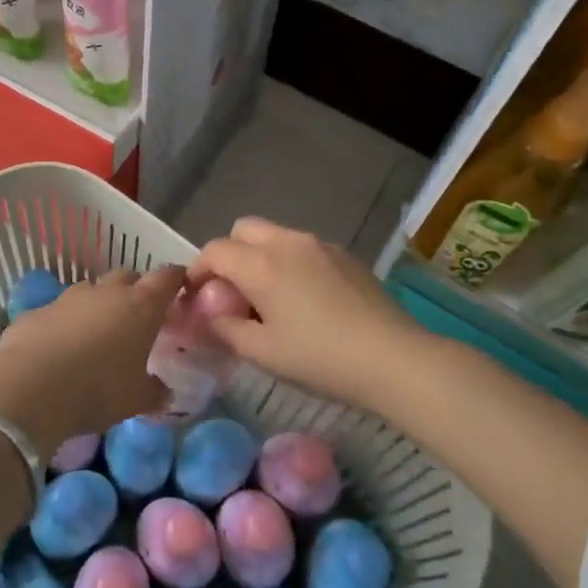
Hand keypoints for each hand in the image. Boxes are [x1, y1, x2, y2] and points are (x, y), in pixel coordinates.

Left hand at [0, 267, 184, 453]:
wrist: (30, 389)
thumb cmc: (98, 389)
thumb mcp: (136, 399)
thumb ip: (155, 391)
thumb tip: (164, 392)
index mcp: (141, 305)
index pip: (167, 277)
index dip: (175, 279)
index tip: (180, 288)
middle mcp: (106, 292)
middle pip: (128, 277)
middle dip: (136, 290)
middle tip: (139, 316)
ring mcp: (68, 297)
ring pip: (91, 291)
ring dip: (98, 305)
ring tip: (98, 333)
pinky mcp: (37, 310)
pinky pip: (59, 311)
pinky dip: (65, 323)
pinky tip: (60, 348)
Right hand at [189, 219, 428, 420]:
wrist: (392, 358)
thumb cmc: (320, 358)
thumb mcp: (263, 352)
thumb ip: (226, 329)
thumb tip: (208, 316)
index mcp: (262, 264)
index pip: (215, 251)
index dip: (198, 270)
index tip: (195, 296)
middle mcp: (288, 242)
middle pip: (243, 230)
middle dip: (229, 254)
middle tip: (231, 292)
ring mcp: (320, 245)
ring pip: (275, 236)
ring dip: (261, 256)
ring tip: (269, 298)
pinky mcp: (345, 255)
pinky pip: (304, 248)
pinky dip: (290, 262)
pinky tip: (305, 300)